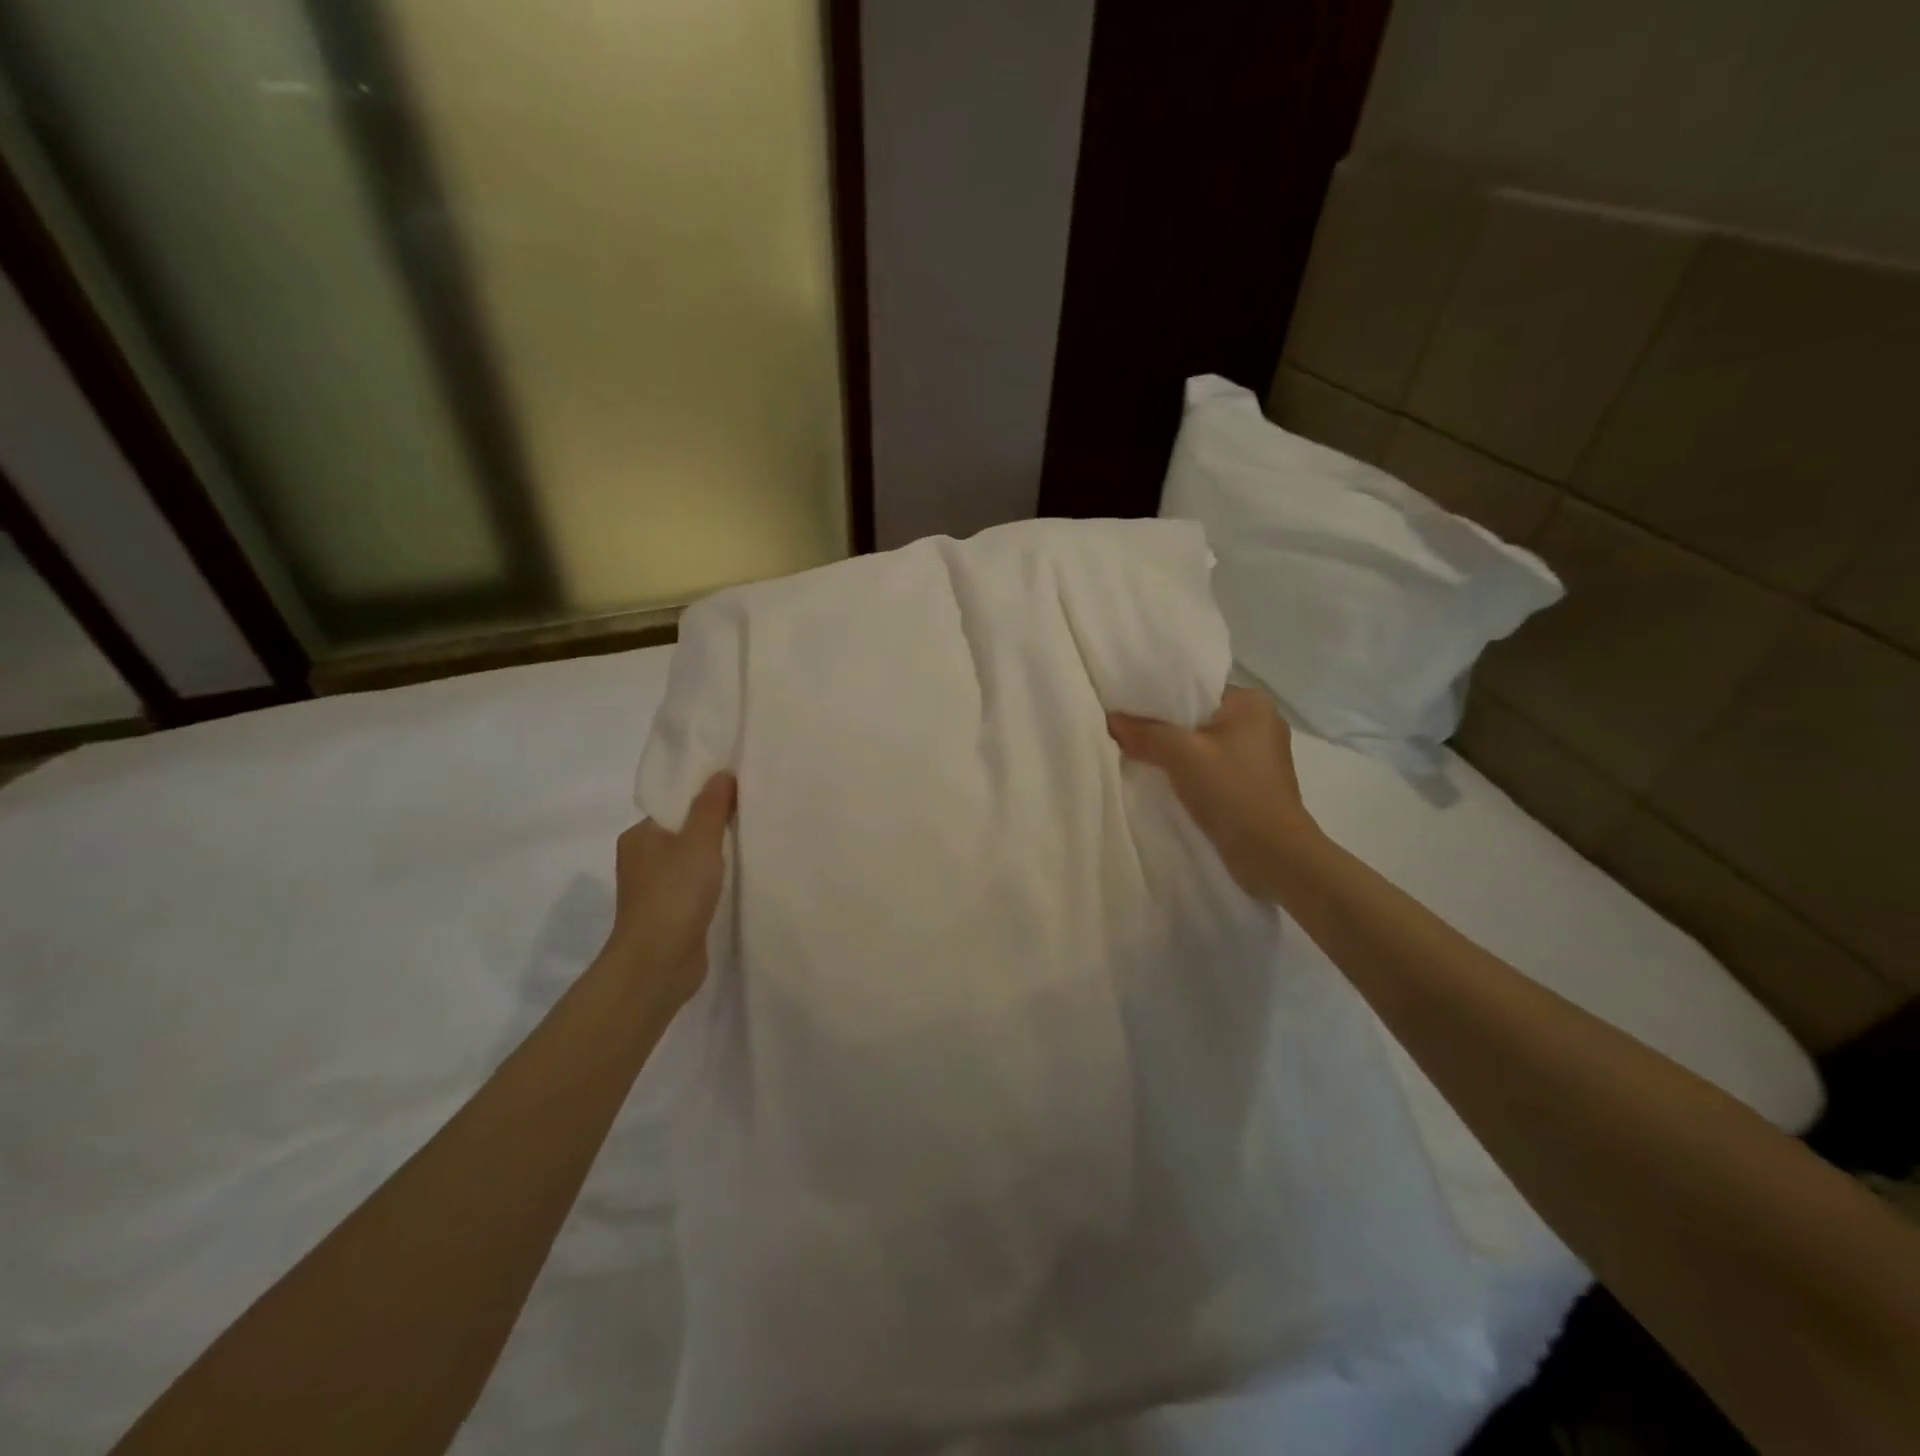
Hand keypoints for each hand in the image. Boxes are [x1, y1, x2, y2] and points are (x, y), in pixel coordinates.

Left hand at [598, 771, 736, 1006]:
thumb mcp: (698, 842)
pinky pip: (696, 886)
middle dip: (715, 825)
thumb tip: (722, 773)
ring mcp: (655, 889)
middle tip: (752, 815)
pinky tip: (738, 880)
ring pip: (691, 861)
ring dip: (716, 856)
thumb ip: (712, 807)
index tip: (739, 791)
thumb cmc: (674, 895)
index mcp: (639, 836)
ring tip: (751, 845)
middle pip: (684, 831)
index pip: (675, 805)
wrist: (657, 965)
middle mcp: (642, 859)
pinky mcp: (670, 914)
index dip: (705, 797)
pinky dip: (714, 882)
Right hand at [1108, 687, 1320, 899]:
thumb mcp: (1182, 756)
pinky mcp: (1253, 784)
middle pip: (1197, 717)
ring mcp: (1259, 756)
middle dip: (1163, 727)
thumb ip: (1145, 733)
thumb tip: (1111, 720)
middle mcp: (1260, 722)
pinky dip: (1188, 772)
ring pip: (1202, 744)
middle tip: (1125, 733)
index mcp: (1252, 702)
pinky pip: (1211, 767)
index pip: (1195, 688)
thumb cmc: (1233, 792)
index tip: (1126, 708)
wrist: (1273, 856)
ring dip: (1175, 753)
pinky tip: (1163, 781)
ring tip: (1137, 756)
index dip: (1158, 698)